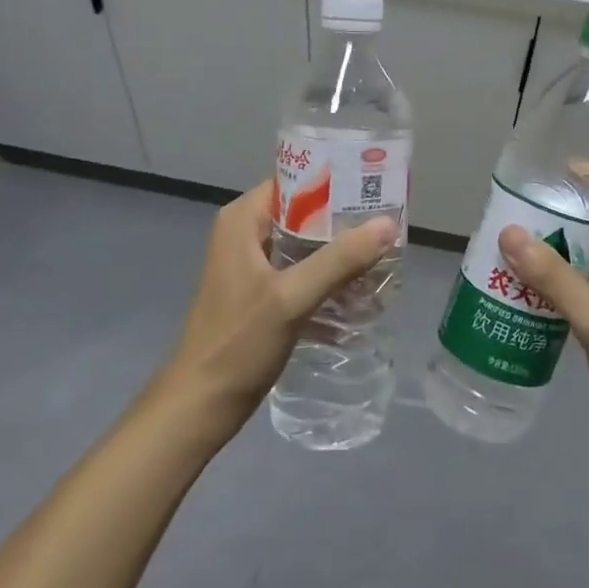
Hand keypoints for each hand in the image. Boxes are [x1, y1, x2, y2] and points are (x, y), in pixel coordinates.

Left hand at [160, 180, 396, 437]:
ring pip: (306, 245)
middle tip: (387, 227)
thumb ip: (340, 260)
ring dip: (340, 254)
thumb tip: (388, 224)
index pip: (295, 180)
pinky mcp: (261, 295)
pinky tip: (362, 296)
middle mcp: (246, 234)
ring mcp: (252, 266)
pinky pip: (302, 274)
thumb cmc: (238, 344)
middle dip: (345, 222)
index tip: (374, 188)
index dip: (335, 181)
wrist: (199, 407)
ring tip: (383, 259)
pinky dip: (328, 281)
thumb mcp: (291, 298)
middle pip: (305, 213)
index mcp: (243, 220)